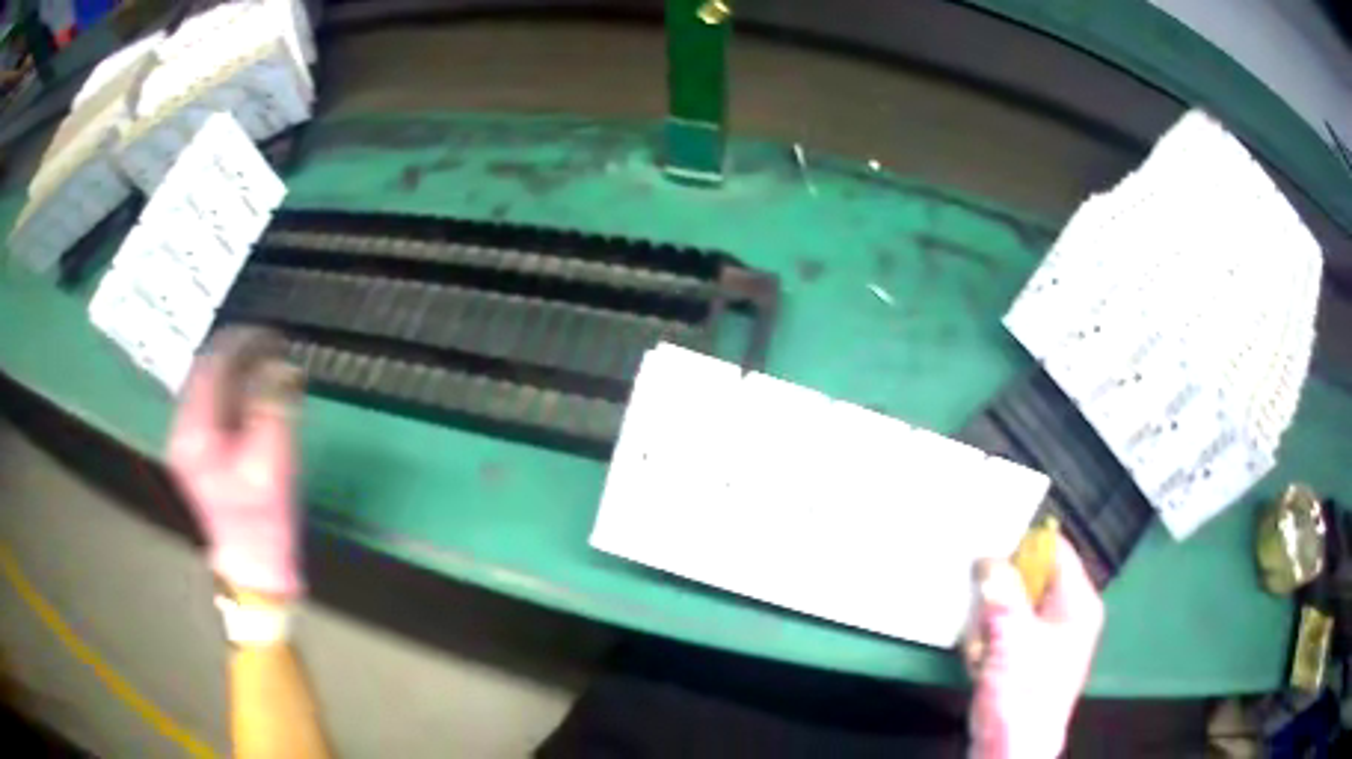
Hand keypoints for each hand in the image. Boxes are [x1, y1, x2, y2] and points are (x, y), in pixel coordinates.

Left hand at [167, 338, 303, 598]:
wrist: (254, 565)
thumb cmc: (262, 519)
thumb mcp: (271, 462)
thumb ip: (272, 407)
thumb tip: (279, 363)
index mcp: (194, 432)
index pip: (210, 365)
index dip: (241, 342)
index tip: (271, 333)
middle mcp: (184, 430)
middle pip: (206, 371)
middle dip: (240, 352)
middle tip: (273, 345)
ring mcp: (189, 441)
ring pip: (209, 385)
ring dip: (238, 369)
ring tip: (268, 362)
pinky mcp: (199, 450)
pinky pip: (214, 402)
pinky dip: (235, 389)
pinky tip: (255, 391)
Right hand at [965, 536, 1103, 758]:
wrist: (1010, 750)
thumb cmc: (1022, 694)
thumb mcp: (1011, 636)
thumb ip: (1001, 590)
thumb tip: (988, 556)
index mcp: (1077, 601)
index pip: (1054, 549)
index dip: (1022, 546)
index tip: (988, 552)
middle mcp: (1067, 614)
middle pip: (1028, 579)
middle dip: (998, 598)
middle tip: (986, 621)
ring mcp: (1047, 638)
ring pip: (1009, 608)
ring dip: (988, 626)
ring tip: (983, 652)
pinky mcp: (1026, 659)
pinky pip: (1003, 633)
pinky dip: (987, 645)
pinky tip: (982, 666)